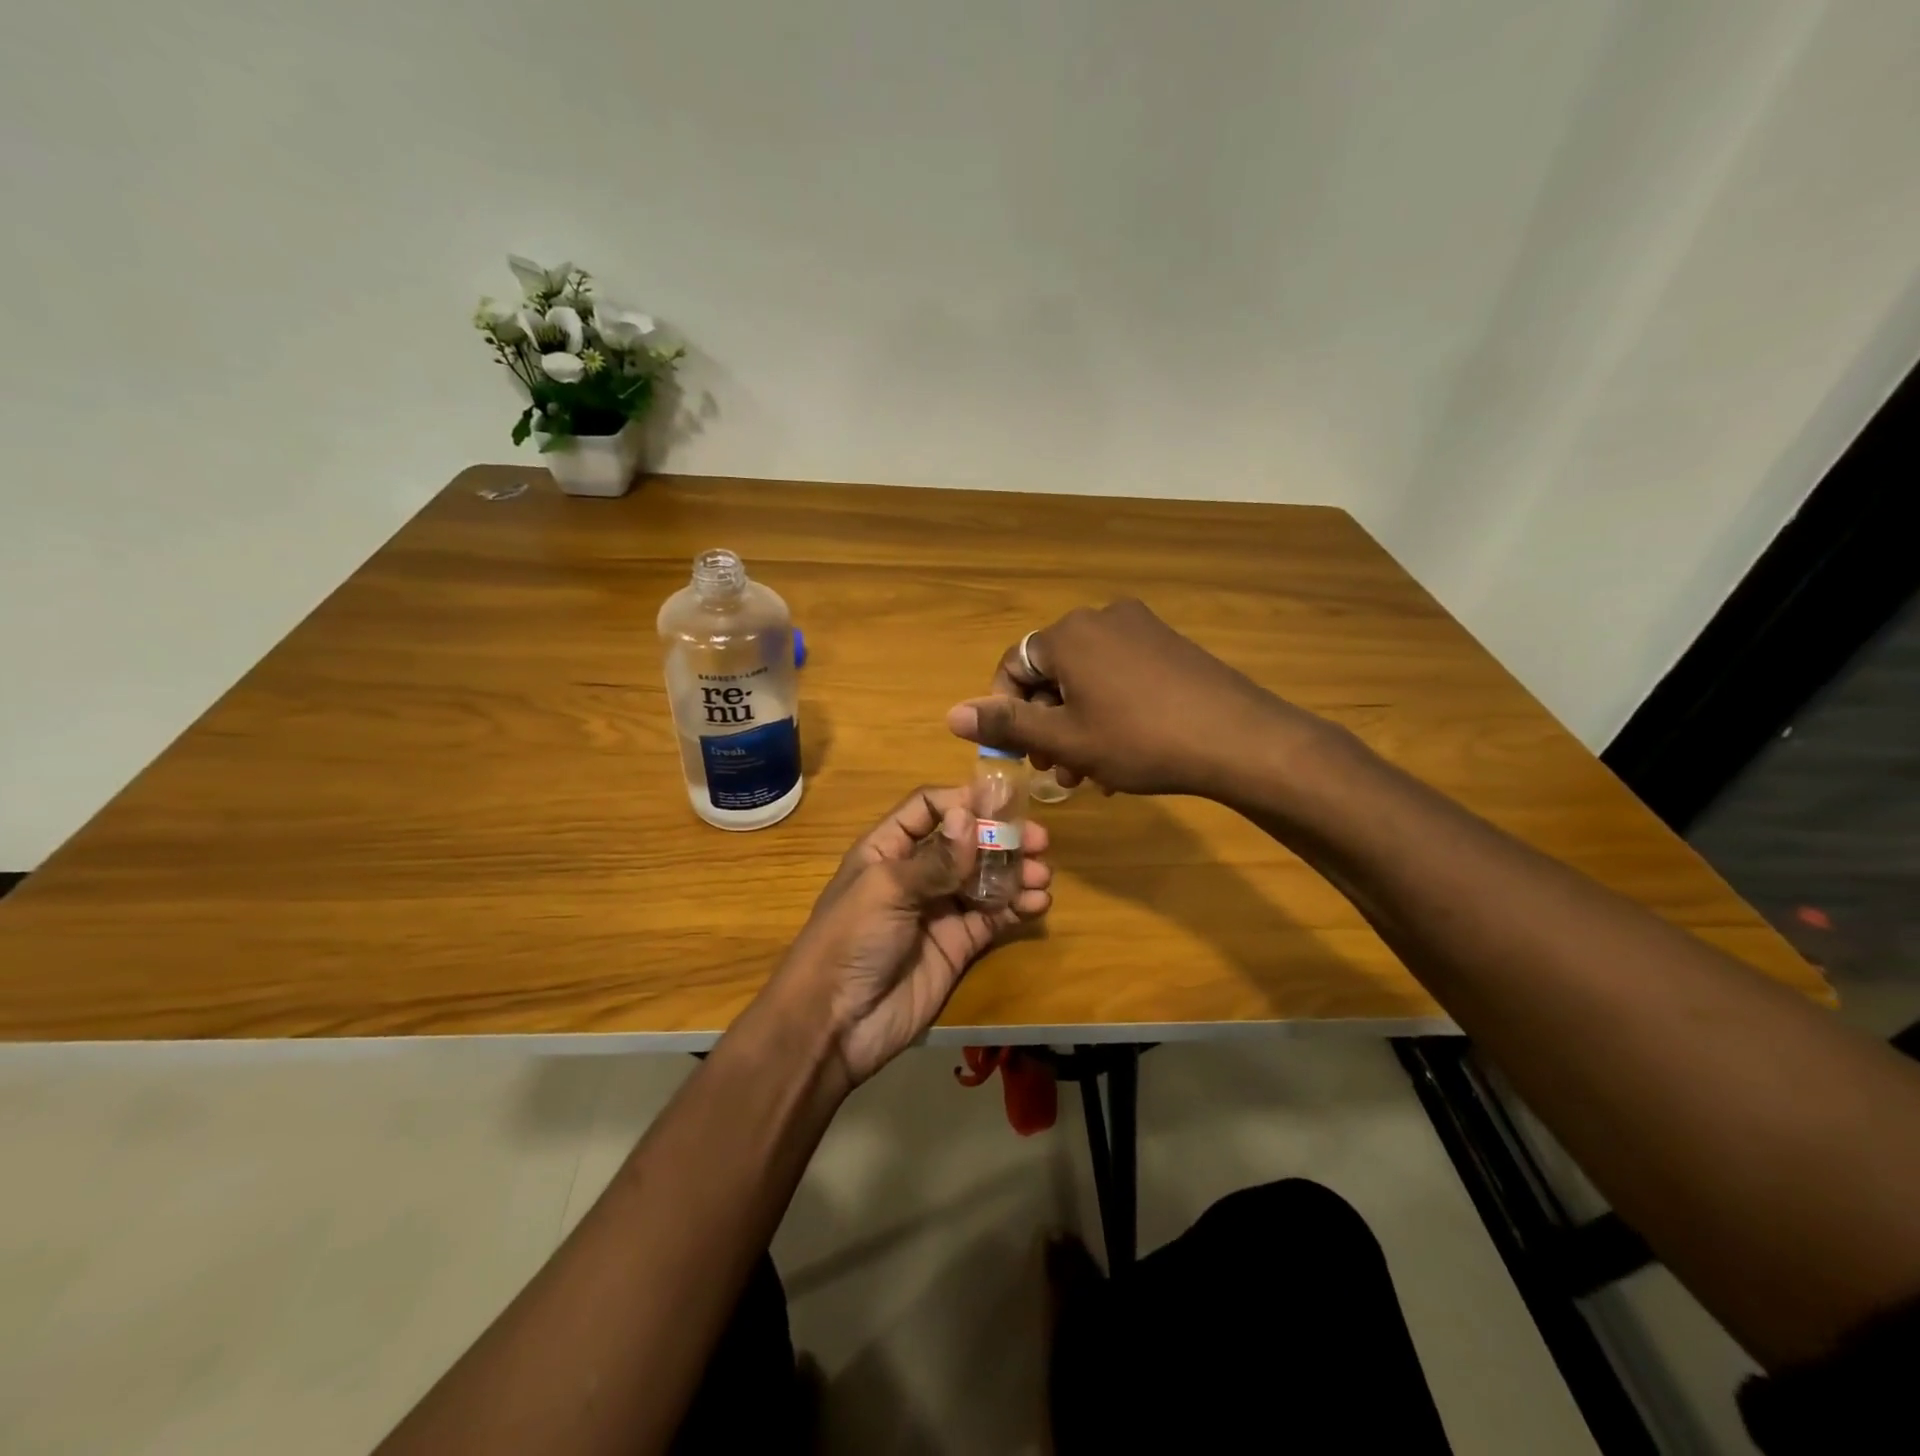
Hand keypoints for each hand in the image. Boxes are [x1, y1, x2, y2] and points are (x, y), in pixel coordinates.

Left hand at [777, 786, 1051, 1085]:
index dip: (964, 800)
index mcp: (888, 849)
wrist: (836, 1024)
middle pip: (966, 842)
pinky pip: (993, 916)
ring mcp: (940, 909)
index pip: (929, 808)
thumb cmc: (851, 940)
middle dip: (1002, 838)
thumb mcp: (886, 890)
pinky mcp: (959, 944)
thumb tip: (970, 816)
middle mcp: (917, 873)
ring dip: (1015, 872)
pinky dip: (1017, 906)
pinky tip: (1037, 903)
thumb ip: (934, 858)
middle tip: (1039, 841)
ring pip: (986, 878)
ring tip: (1042, 876)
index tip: (1005, 802)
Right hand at [945, 599, 1314, 798]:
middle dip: (1047, 723)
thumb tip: (951, 714)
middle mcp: (1100, 618)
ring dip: (1078, 724)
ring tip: (1089, 773)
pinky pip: (1119, 675)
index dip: (1006, 712)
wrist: (1238, 739)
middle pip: (1052, 672)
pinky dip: (1109, 710)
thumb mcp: (1065, 739)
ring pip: (1087, 679)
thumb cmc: (1140, 740)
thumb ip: (1007, 723)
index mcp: (1068, 634)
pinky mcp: (1169, 645)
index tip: (1019, 753)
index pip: (1013, 666)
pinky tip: (1122, 753)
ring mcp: (1140, 628)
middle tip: (1055, 770)